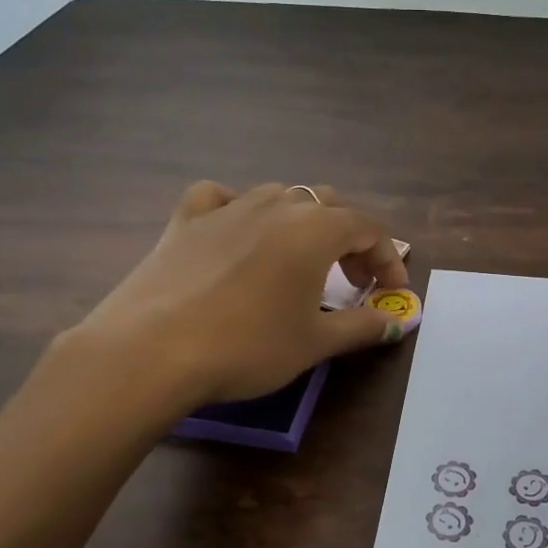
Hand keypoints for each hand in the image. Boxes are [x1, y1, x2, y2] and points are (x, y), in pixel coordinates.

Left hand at [57, 181, 409, 408]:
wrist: (151, 351)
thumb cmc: (247, 346)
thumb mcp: (314, 343)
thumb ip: (362, 326)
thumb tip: (396, 322)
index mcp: (315, 229)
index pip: (368, 228)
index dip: (388, 259)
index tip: (392, 293)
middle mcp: (275, 206)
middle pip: (328, 206)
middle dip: (349, 240)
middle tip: (350, 282)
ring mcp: (227, 208)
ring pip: (278, 196)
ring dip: (301, 223)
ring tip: (299, 261)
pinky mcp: (185, 221)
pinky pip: (219, 198)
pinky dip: (236, 208)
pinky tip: (235, 232)